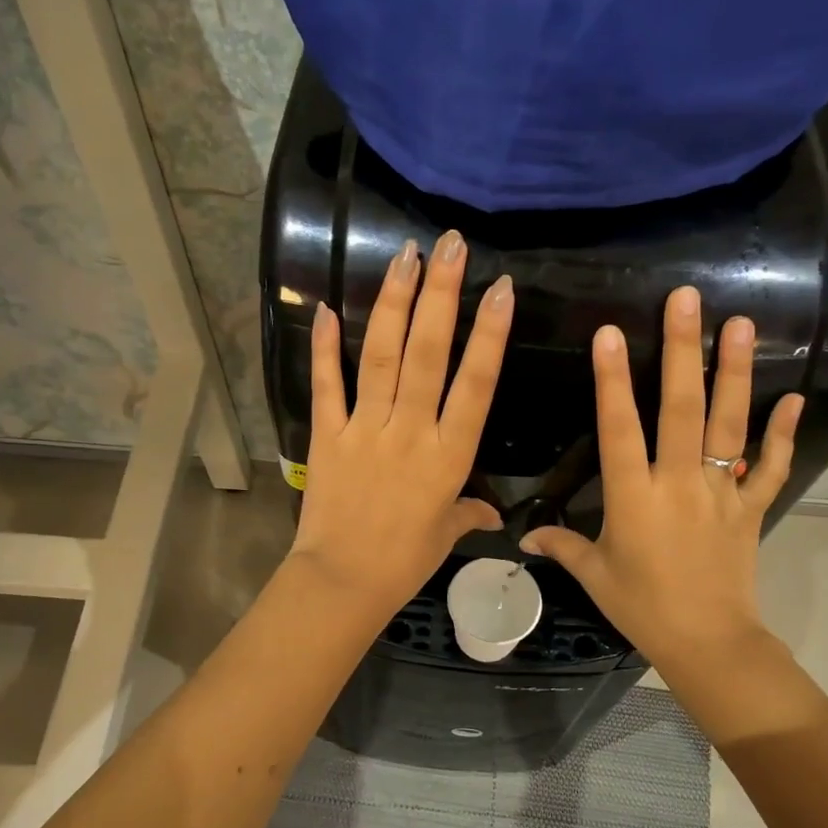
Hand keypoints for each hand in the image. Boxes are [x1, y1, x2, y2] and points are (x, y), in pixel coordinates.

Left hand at [286, 229, 513, 619]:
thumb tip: (494, 515)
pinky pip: (327, 385)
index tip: (501, 290)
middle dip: (441, 295)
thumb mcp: (445, 534)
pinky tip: (329, 307)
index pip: (476, 385)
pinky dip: (326, 348)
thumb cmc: (404, 561)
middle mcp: (410, 432)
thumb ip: (469, 513)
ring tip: (405, 256)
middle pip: (429, 354)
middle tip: (450, 245)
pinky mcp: (327, 436)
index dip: (490, 335)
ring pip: (383, 357)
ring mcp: (365, 429)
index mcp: (449, 456)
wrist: (343, 582)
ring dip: (394, 304)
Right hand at [522, 285, 802, 705]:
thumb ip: (561, 546)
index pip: (619, 429)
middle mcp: (678, 483)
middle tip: (687, 300)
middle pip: (680, 409)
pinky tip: (793, 397)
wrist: (708, 641)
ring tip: (740, 324)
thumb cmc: (642, 607)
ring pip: (728, 424)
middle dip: (681, 351)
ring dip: (733, 373)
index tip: (611, 333)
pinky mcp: (750, 507)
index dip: (612, 380)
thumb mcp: (595, 575)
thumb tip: (523, 537)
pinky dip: (782, 434)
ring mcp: (720, 491)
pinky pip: (769, 466)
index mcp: (634, 497)